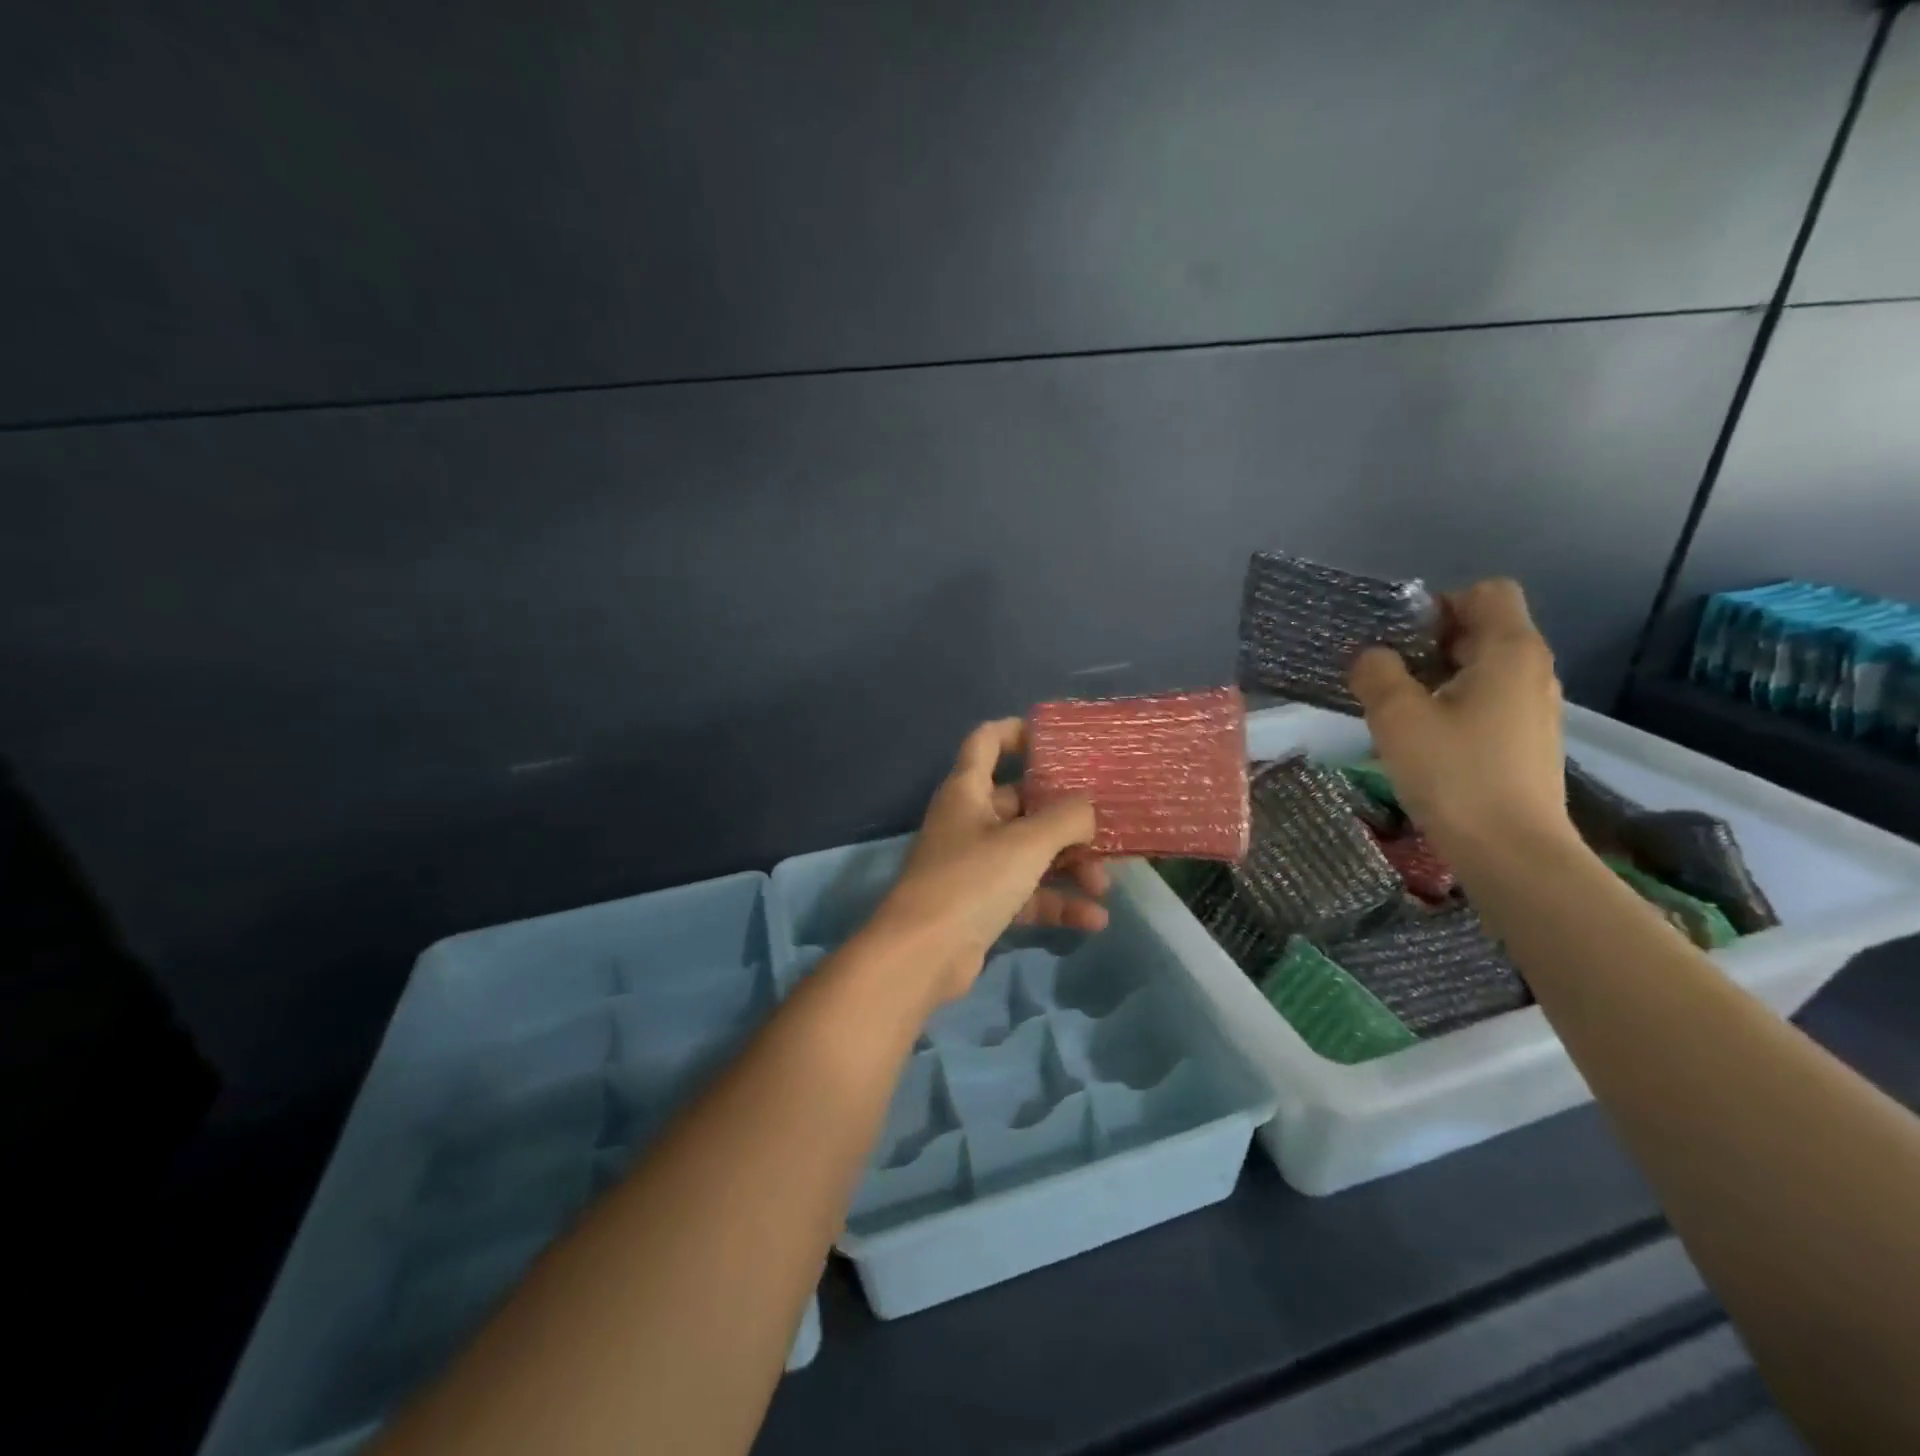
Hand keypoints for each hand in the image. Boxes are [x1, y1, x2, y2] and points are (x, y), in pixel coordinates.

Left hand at [866, 719, 1108, 1005]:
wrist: (922, 955)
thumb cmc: (972, 880)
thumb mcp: (1027, 843)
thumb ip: (1066, 818)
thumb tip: (1088, 808)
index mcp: (967, 790)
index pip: (986, 741)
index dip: (1017, 733)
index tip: (1058, 740)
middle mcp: (969, 820)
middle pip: (1022, 803)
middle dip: (1066, 818)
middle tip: (1105, 829)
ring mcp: (974, 863)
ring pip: (1030, 852)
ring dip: (1068, 866)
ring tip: (1104, 886)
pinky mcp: (982, 903)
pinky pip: (1026, 893)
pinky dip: (1056, 902)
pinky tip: (1093, 919)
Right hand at [1349, 578, 1576, 868]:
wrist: (1512, 852)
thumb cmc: (1455, 774)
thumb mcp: (1397, 717)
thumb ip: (1376, 673)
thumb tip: (1370, 657)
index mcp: (1510, 651)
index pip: (1487, 592)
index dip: (1440, 603)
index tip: (1400, 639)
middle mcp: (1532, 671)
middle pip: (1481, 629)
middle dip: (1429, 642)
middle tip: (1384, 674)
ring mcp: (1534, 708)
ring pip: (1481, 669)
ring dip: (1436, 677)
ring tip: (1397, 709)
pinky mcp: (1526, 741)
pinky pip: (1486, 702)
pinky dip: (1452, 706)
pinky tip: (1423, 740)